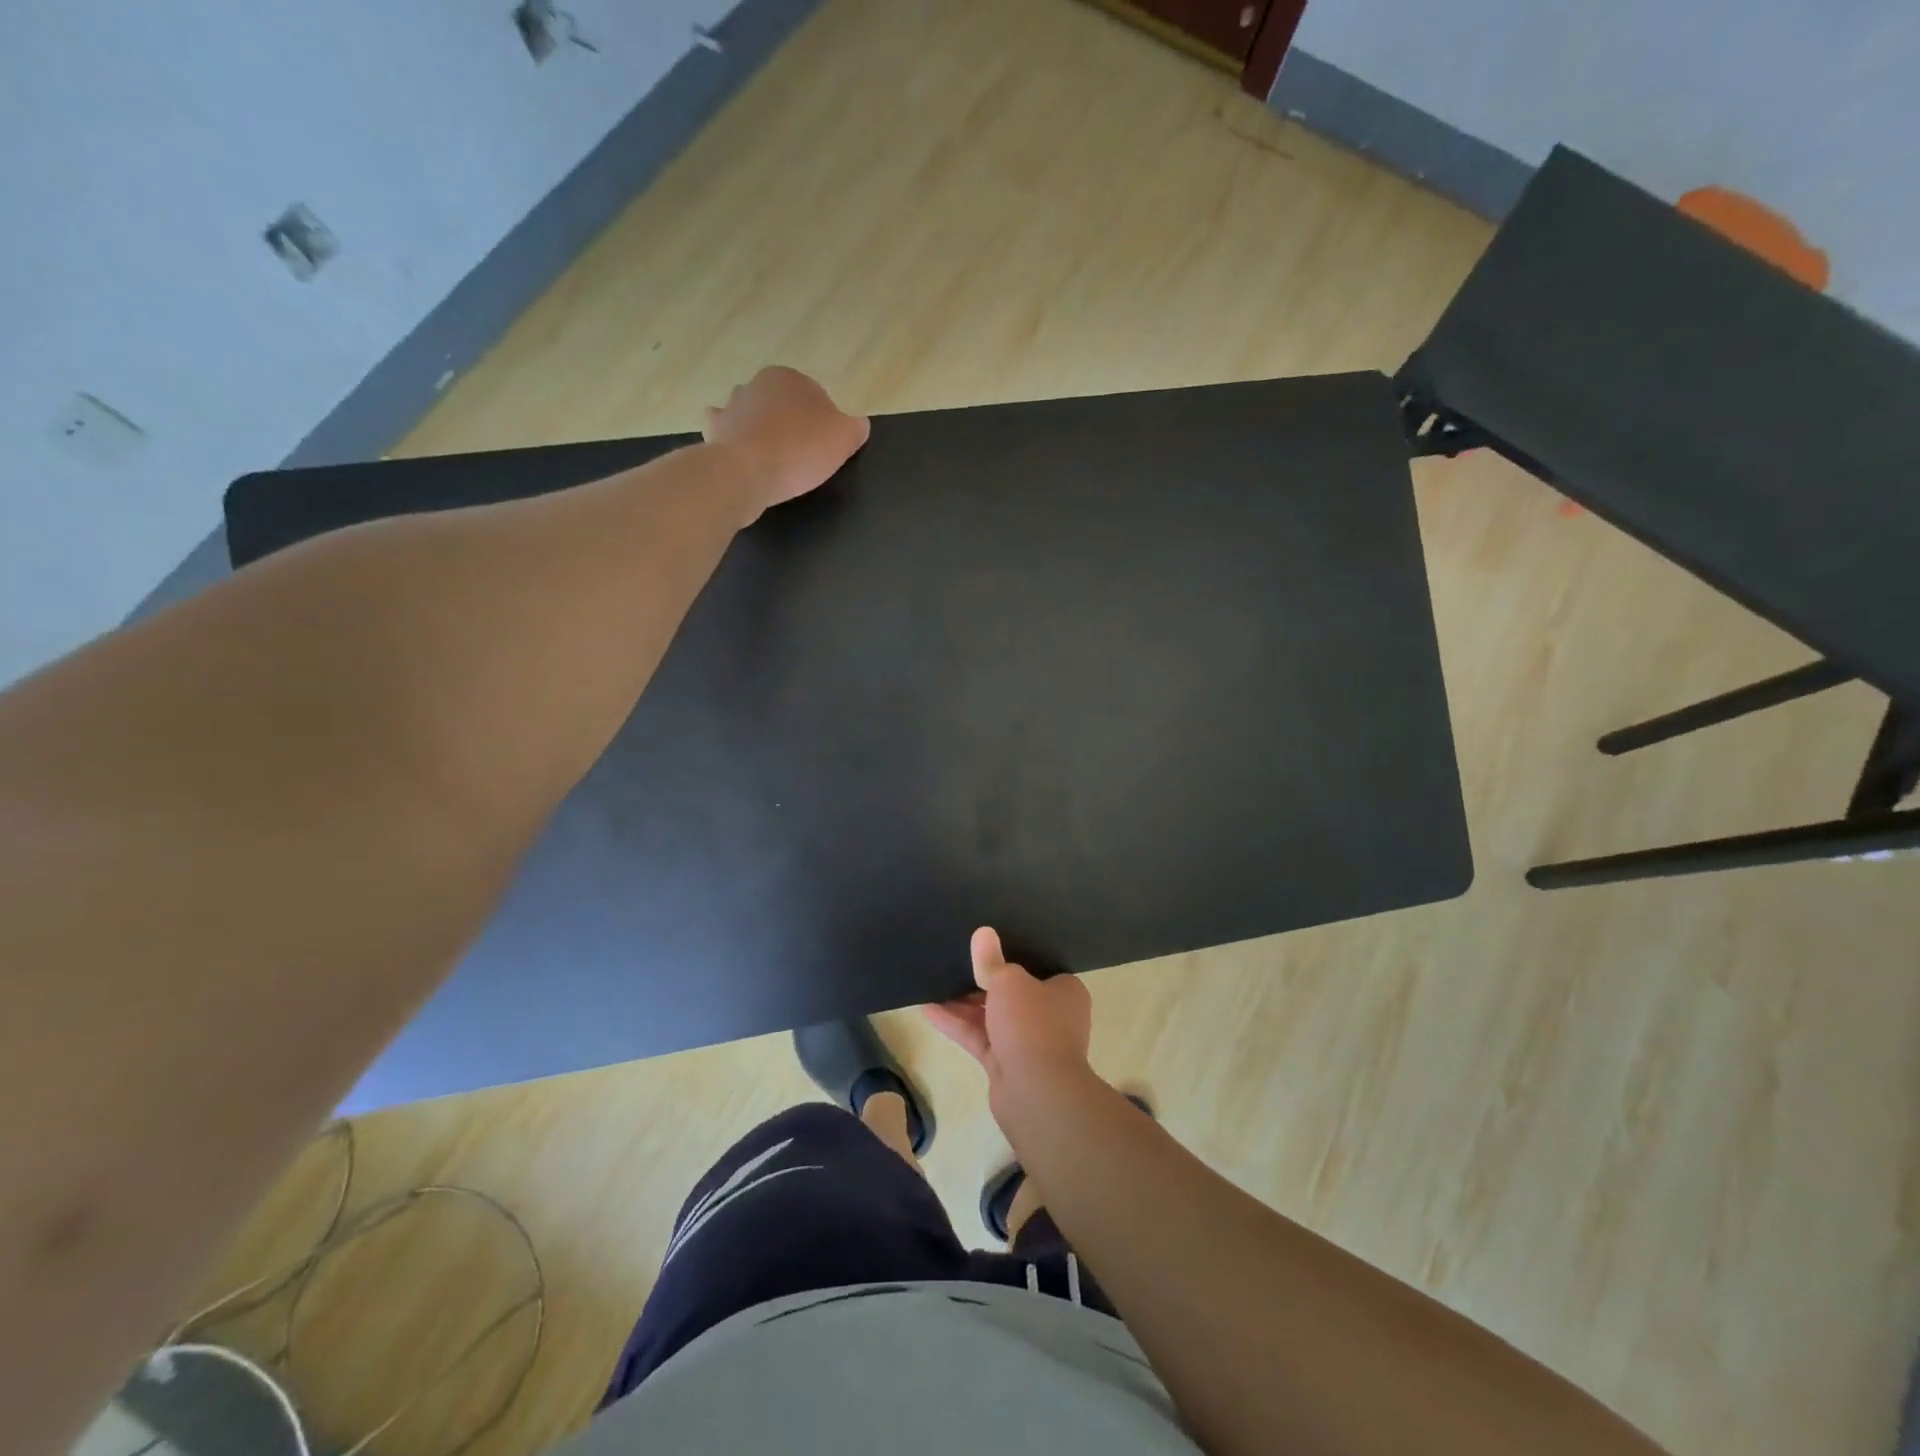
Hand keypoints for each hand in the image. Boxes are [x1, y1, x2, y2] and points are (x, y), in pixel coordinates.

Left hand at [703, 366, 869, 520]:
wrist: (746, 473)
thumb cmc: (799, 451)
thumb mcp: (844, 438)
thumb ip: (857, 427)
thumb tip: (859, 423)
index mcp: (789, 377)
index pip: (816, 398)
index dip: (825, 424)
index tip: (826, 448)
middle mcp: (756, 383)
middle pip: (785, 406)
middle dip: (794, 425)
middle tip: (805, 458)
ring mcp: (731, 405)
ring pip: (757, 418)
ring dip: (766, 433)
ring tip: (777, 463)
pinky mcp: (715, 431)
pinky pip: (731, 434)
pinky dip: (738, 442)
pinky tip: (747, 458)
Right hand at [924, 928, 1092, 1100]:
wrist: (1037, 1094)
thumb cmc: (1032, 1025)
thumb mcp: (1009, 982)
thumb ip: (991, 961)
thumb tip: (983, 933)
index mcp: (1064, 991)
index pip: (1037, 968)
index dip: (1012, 957)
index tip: (986, 947)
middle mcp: (1050, 1016)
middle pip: (1012, 992)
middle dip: (981, 981)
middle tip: (953, 961)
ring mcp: (1028, 1042)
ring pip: (992, 1016)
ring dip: (963, 1003)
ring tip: (933, 982)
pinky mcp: (1006, 1064)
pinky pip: (980, 1037)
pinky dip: (957, 1024)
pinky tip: (928, 1009)